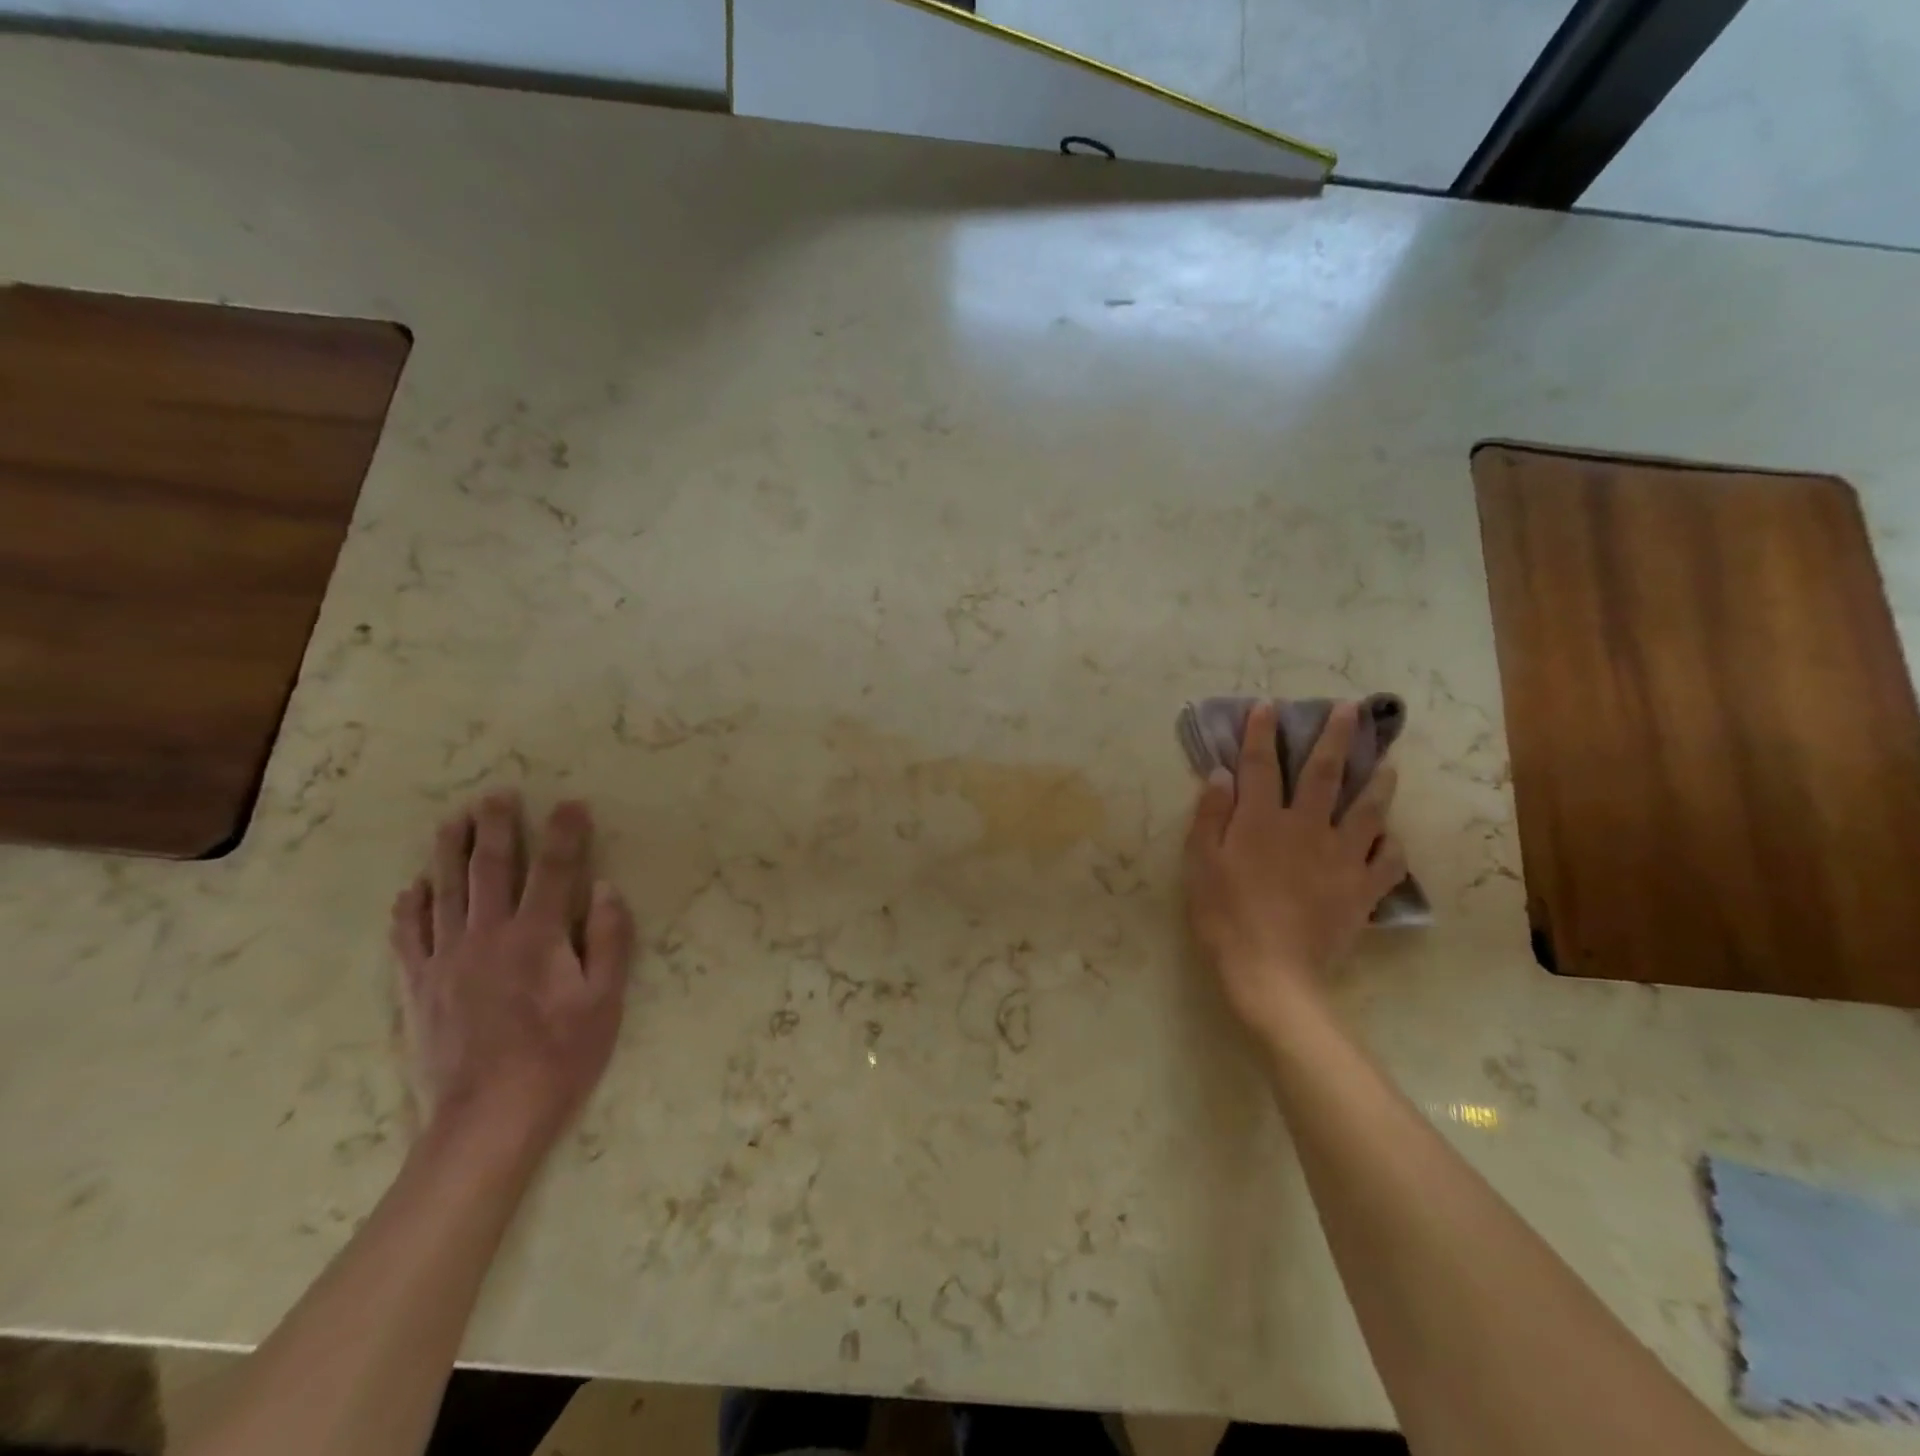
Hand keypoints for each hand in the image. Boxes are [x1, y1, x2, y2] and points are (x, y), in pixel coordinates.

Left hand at [390, 792, 634, 1164]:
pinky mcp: (418, 987)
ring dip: (449, 852)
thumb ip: (608, 939)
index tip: (572, 804)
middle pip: (491, 868)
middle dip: (497, 827)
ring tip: (452, 820)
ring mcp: (445, 959)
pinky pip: (408, 937)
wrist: (486, 1120)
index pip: (556, 869)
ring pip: (445, 891)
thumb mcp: (605, 1001)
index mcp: (537, 935)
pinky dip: (410, 907)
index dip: (566, 833)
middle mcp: (487, 935)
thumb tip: (605, 888)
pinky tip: (412, 888)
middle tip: (497, 793)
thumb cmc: (560, 1057)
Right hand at [1183, 701, 1406, 1040]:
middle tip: (1352, 710)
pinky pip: (1387, 862)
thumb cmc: (1225, 916)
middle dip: (1337, 737)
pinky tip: (1391, 838)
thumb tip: (1222, 774)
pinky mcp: (1362, 891)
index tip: (1268, 706)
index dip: (1263, 733)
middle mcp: (1307, 828)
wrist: (1271, 973)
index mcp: (1262, 820)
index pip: (1261, 765)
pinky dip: (1391, 846)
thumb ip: (1211, 816)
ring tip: (1387, 763)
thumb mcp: (1201, 863)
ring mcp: (1341, 858)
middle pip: (1325, 774)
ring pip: (1367, 810)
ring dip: (1378, 782)